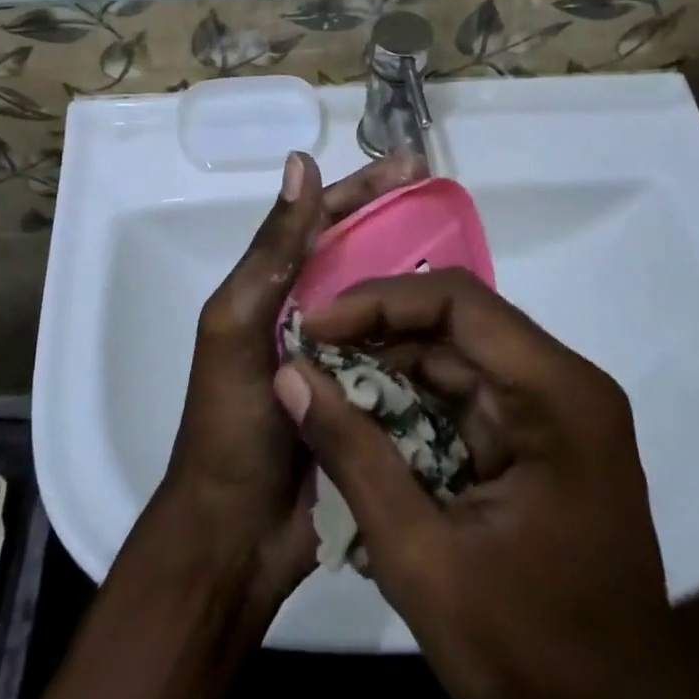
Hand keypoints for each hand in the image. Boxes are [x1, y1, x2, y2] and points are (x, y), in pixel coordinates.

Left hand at [159, 150, 426, 612]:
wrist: (235, 536)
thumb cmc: (230, 423)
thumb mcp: (238, 325)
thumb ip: (271, 251)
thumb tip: (299, 163)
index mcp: (274, 290)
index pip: (321, 221)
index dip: (362, 189)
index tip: (410, 165)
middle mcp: (309, 314)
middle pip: (359, 252)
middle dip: (398, 218)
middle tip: (445, 195)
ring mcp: (341, 357)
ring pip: (385, 300)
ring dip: (419, 273)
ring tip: (469, 253)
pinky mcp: (367, 399)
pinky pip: (402, 355)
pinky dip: (428, 335)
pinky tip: (464, 325)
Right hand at [274, 269, 698, 698]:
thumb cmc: (532, 657)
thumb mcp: (422, 558)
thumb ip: (353, 456)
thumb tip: (289, 375)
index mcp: (556, 394)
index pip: (458, 302)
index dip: (379, 302)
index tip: (315, 325)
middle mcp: (561, 384)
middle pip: (456, 325)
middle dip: (376, 334)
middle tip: (306, 352)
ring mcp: (553, 412)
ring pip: (455, 358)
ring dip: (388, 370)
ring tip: (320, 382)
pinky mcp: (537, 441)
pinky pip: (463, 399)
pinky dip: (410, 406)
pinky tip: (360, 421)